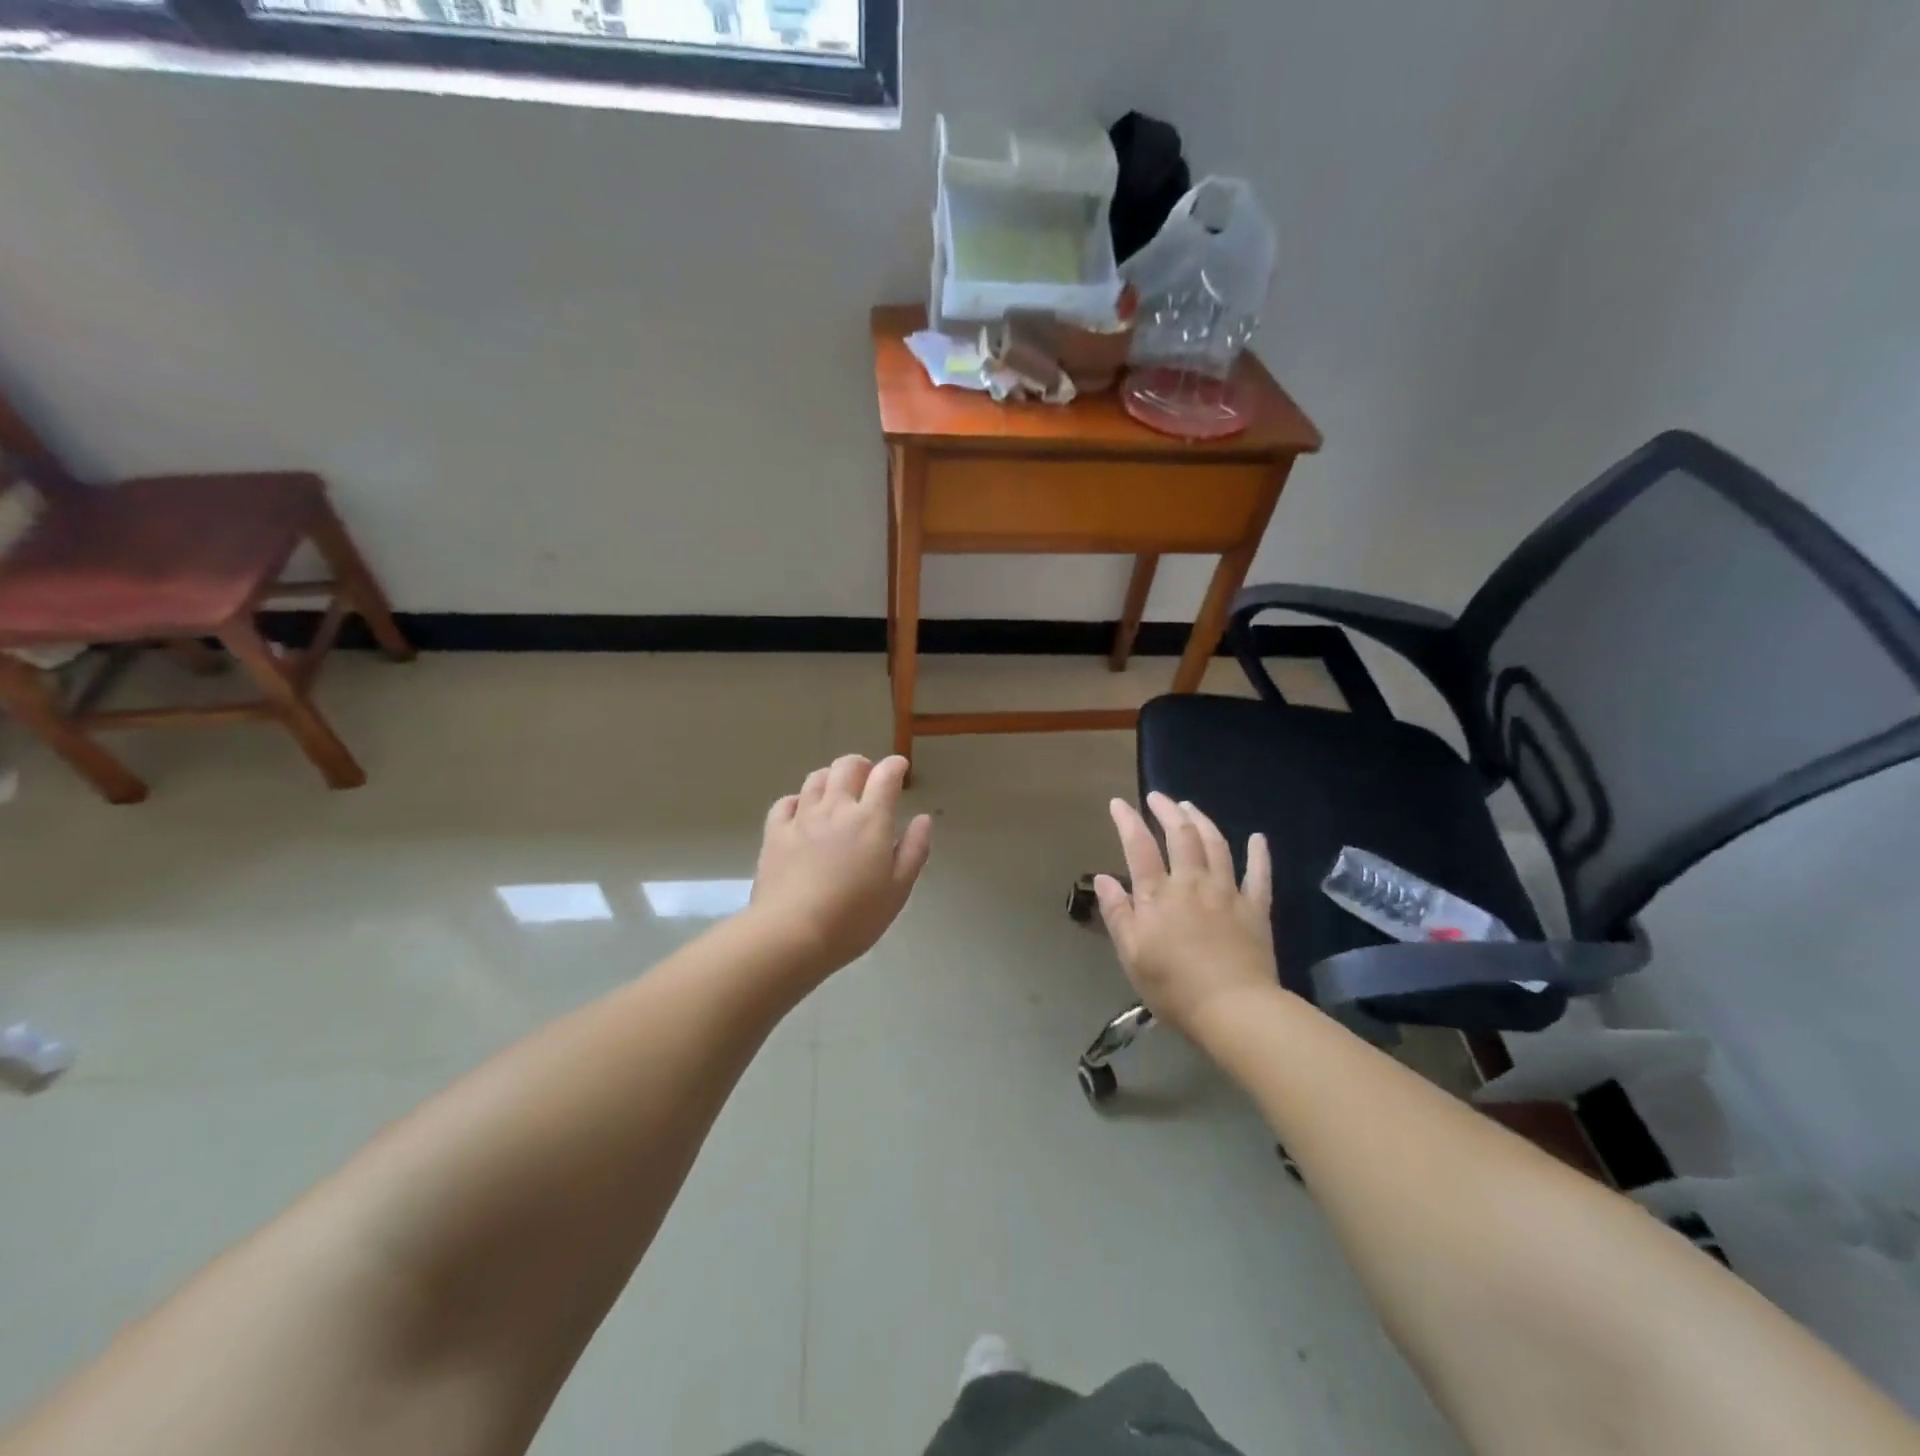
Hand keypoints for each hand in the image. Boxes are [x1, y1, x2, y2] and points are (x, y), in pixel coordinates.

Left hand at [749, 754, 933, 978]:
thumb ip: (914, 849)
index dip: (895, 766)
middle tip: (868, 778)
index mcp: (870, 820)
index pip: (885, 776)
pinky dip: (798, 800)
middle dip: (861, 765)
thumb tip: (923, 818)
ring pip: (816, 779)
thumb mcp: (898, 889)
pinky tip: (801, 812)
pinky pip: (785, 803)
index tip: (900, 769)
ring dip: (831, 777)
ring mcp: (801, 818)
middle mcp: (836, 809)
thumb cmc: (854, 917)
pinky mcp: (775, 833)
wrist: (792, 934)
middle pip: (846, 767)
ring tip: (836, 791)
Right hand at [1095, 793, 1278, 1041]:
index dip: (1128, 821)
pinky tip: (1258, 838)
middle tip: (1157, 797)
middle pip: (1180, 836)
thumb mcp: (1131, 954)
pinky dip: (1259, 853)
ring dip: (1202, 821)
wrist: (1234, 1009)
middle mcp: (1192, 883)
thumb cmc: (1173, 987)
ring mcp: (1227, 892)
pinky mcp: (1256, 909)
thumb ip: (1117, 913)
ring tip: (1190, 807)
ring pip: (1216, 845)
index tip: (1119, 803)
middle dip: (1167, 811)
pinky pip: (1260, 874)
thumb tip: (1104, 878)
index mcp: (1158, 895)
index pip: (1139, 847)